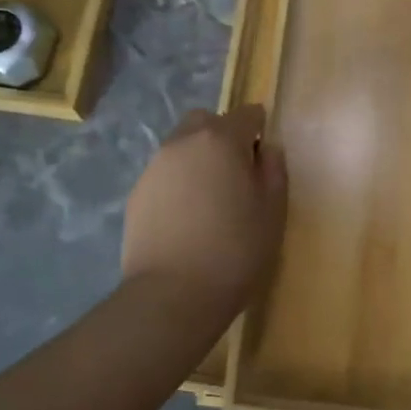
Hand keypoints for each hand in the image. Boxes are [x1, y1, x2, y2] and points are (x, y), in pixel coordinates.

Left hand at [122, 104, 286, 321]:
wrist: (172, 294)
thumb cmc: (235, 251)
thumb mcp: (273, 212)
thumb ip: (274, 171)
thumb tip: (267, 150)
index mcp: (221, 140)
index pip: (246, 114)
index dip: (259, 130)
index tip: (264, 159)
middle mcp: (183, 143)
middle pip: (205, 121)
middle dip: (223, 136)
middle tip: (237, 174)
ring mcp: (154, 167)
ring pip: (181, 147)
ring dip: (198, 160)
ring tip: (210, 201)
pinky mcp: (136, 194)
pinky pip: (164, 175)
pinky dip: (178, 184)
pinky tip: (187, 219)